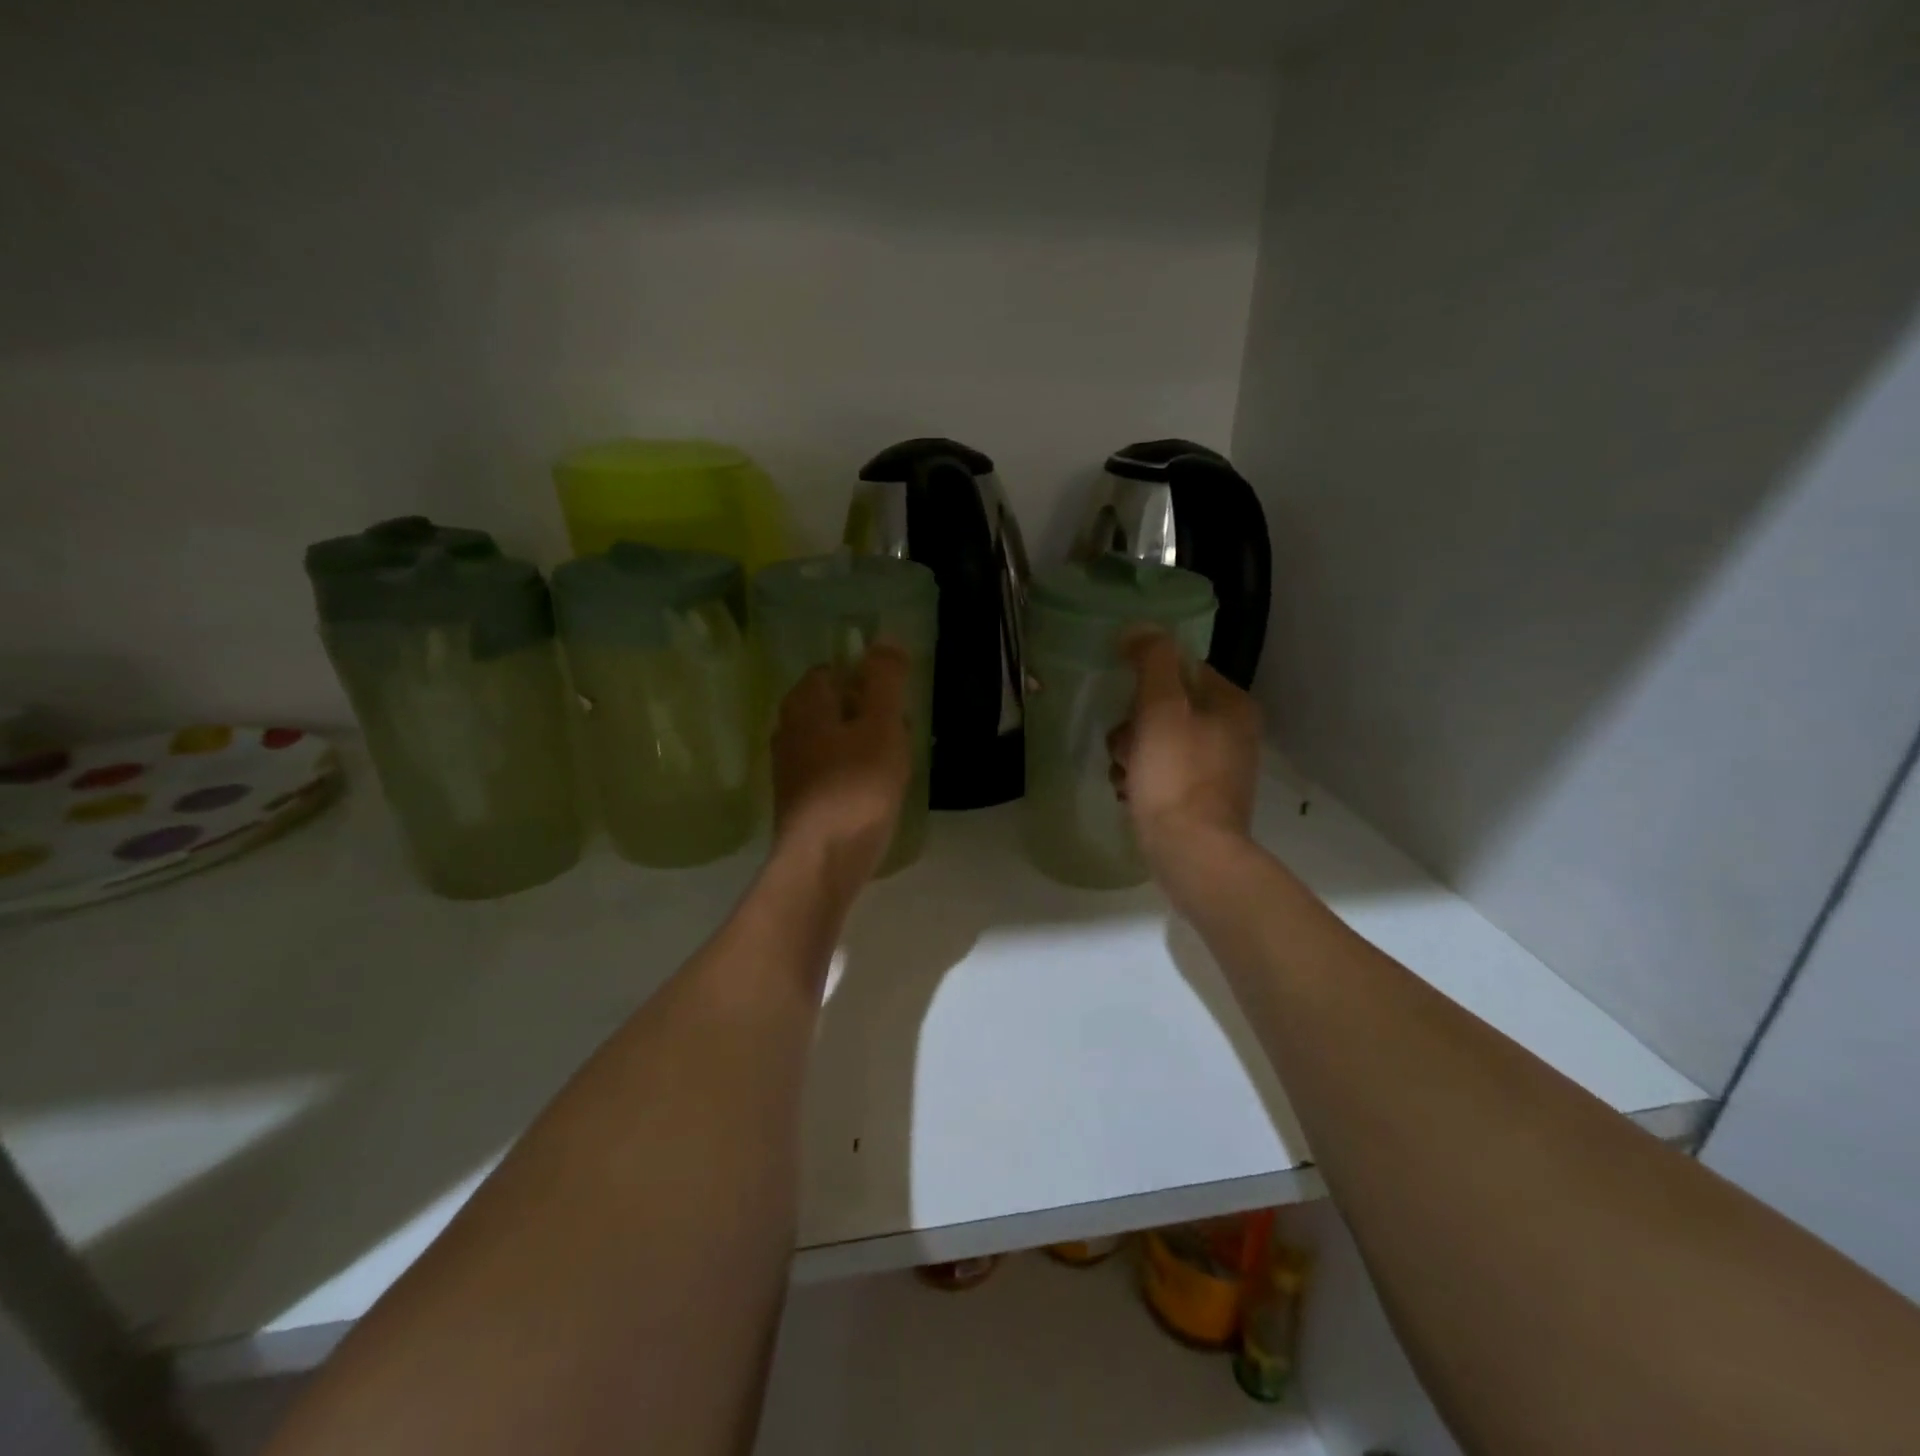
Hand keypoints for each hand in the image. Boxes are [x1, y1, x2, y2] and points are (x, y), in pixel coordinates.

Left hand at [771, 643, 912, 900]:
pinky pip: (827, 772)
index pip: (831, 671)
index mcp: (805, 705)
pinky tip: (871, 790)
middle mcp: (788, 730)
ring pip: (828, 740)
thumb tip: (886, 638)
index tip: (893, 697)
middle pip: (828, 706)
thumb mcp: (881, 725)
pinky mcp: (797, 802)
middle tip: (897, 729)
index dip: (863, 677)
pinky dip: (849, 772)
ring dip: (857, 743)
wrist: (824, 860)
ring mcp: (789, 769)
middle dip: (862, 711)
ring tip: (890, 761)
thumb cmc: (857, 786)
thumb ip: (885, 680)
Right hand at [1109, 629, 1262, 865]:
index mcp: (1232, 704)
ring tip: (1126, 777)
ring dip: (1132, 754)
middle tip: (1125, 749)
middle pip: (1166, 708)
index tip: (1127, 708)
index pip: (1180, 670)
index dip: (1145, 684)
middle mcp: (1233, 732)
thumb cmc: (1175, 776)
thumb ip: (1152, 661)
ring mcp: (1220, 768)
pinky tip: (1131, 794)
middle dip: (1134, 727)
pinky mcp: (1204, 799)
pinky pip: (1164, 773)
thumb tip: (1140, 628)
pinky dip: (1143, 780)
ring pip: (1159, 742)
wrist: (1193, 854)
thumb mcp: (1160, 708)